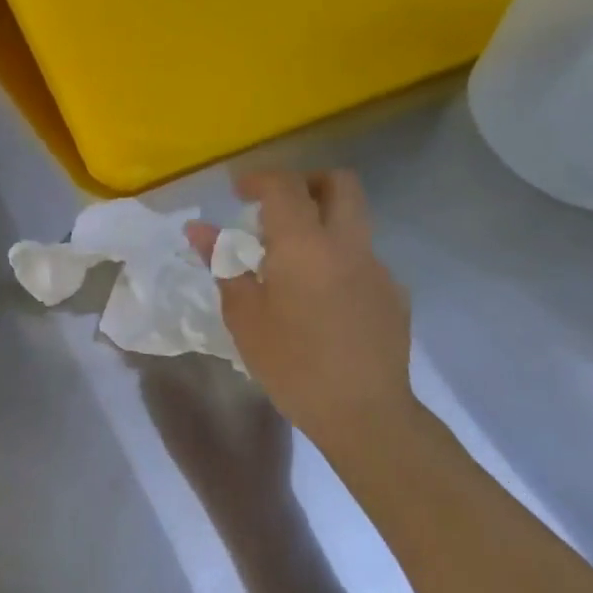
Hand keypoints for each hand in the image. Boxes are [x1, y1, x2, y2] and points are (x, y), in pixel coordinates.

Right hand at [187, 170, 415, 443]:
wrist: (364, 413)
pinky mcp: (393, 294)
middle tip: (276, 207)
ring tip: (291, 261)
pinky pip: (362, 258)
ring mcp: (377, 268)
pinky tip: (319, 299)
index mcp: (305, 245)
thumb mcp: (244, 316)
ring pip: (354, 220)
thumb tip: (198, 228)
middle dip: (306, 182)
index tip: (238, 192)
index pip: (285, 186)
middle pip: (339, 183)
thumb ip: (224, 263)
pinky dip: (337, 259)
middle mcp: (347, 245)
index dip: (259, 179)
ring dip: (322, 222)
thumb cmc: (292, 364)